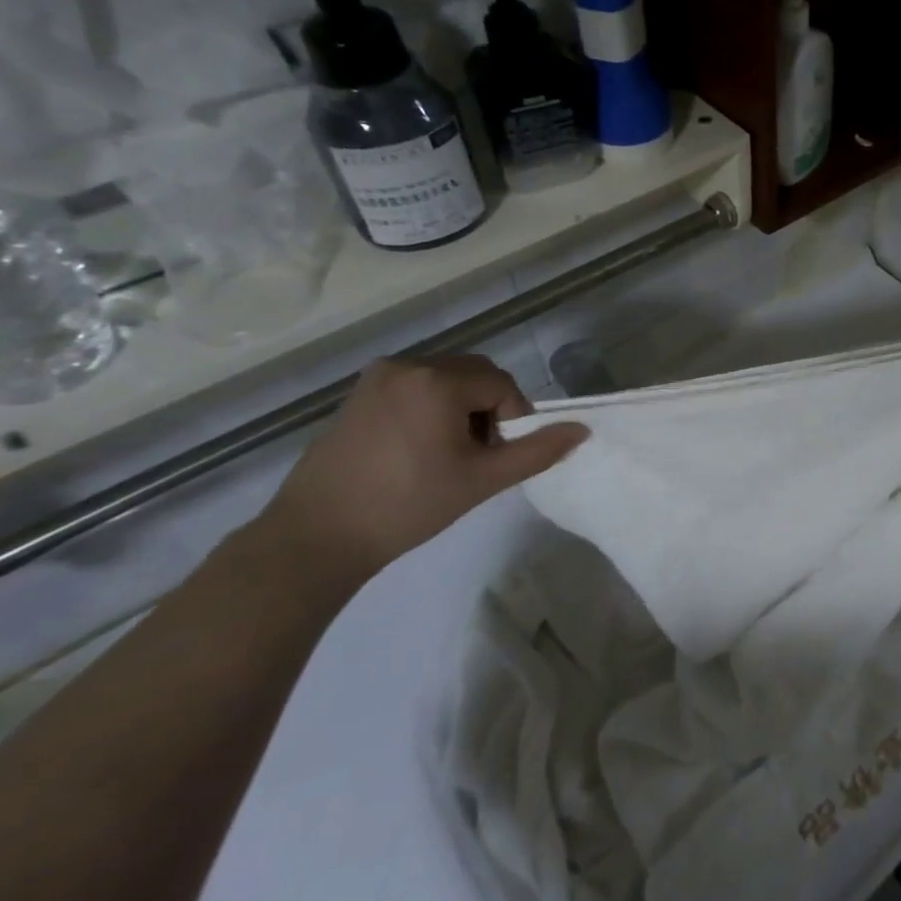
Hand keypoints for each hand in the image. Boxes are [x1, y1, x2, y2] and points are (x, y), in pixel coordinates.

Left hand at [256, 355, 586, 581]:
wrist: (318, 536)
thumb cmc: (408, 506)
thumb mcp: (482, 480)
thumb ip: (536, 452)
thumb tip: (582, 431)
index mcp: (437, 381)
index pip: (501, 385)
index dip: (511, 419)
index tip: (495, 457)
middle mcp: (408, 365)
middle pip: (474, 374)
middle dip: (487, 408)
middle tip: (475, 455)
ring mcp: (378, 377)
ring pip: (446, 378)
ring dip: (461, 406)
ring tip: (446, 453)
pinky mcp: (359, 393)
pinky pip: (415, 385)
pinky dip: (431, 406)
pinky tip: (416, 448)